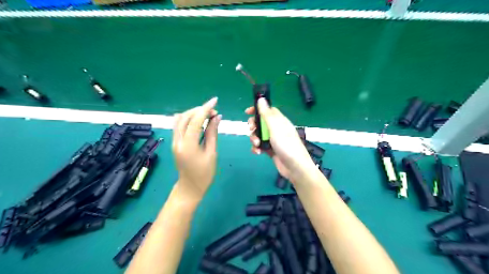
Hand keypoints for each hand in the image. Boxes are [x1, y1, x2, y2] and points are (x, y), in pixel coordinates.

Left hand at [171, 98, 221, 203]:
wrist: (190, 187)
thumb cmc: (204, 174)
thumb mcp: (212, 153)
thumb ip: (213, 133)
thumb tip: (217, 117)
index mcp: (188, 145)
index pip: (195, 120)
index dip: (205, 108)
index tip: (215, 101)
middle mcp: (177, 141)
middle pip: (185, 117)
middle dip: (200, 110)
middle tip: (214, 112)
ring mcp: (174, 141)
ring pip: (180, 119)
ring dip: (193, 113)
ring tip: (207, 115)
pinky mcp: (175, 142)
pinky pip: (179, 125)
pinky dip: (189, 119)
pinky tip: (199, 121)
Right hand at [246, 98, 315, 182]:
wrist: (294, 167)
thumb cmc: (286, 144)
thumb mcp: (275, 127)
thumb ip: (267, 114)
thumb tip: (261, 99)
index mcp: (279, 121)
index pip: (267, 110)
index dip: (257, 110)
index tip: (247, 112)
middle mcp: (276, 129)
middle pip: (260, 123)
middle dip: (254, 126)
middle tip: (251, 130)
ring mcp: (273, 140)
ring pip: (258, 135)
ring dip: (254, 139)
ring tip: (257, 145)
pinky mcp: (271, 150)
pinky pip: (260, 146)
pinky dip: (257, 148)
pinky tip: (258, 152)